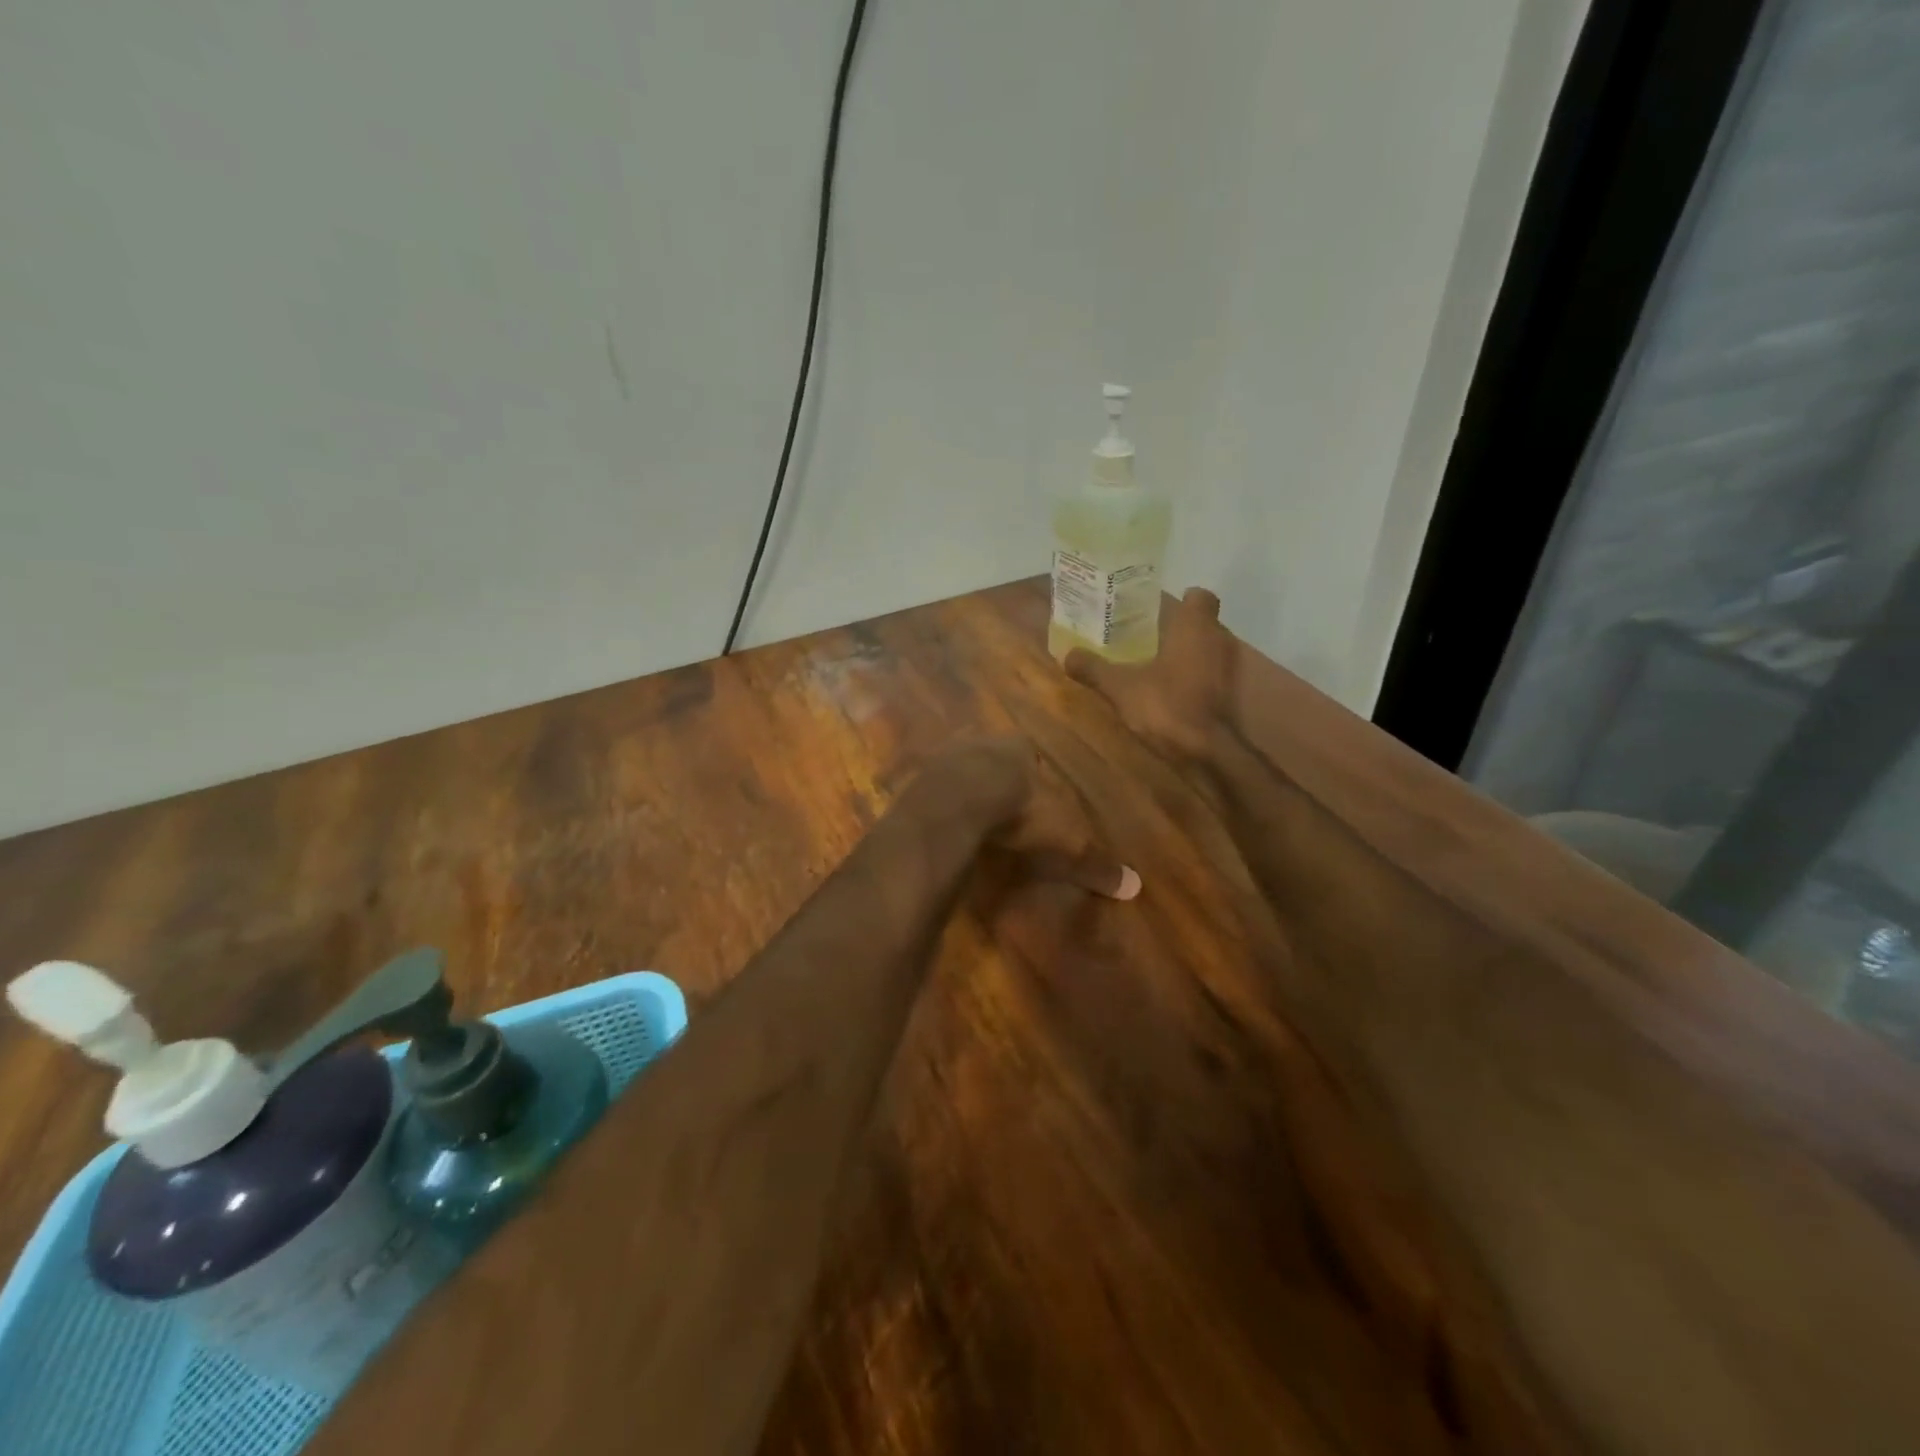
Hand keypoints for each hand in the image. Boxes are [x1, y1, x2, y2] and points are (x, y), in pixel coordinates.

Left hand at [932, 737, 1139, 900]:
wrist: (957, 804)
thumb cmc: (1020, 810)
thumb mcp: (1064, 838)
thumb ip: (1093, 860)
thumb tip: (1134, 886)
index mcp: (1018, 748)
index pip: (1030, 752)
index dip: (1034, 773)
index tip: (1036, 793)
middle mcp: (981, 743)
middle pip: (991, 756)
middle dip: (996, 775)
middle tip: (1002, 802)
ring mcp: (945, 757)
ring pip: (959, 767)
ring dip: (965, 785)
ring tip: (972, 813)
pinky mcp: (919, 777)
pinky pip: (933, 788)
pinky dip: (940, 802)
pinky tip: (944, 821)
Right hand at [1064, 587, 1233, 765]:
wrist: (1207, 752)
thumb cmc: (1166, 705)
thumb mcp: (1120, 686)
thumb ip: (1095, 669)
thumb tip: (1067, 655)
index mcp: (1195, 627)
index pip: (1201, 597)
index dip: (1183, 600)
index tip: (1158, 610)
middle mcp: (1217, 641)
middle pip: (1202, 624)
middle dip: (1177, 628)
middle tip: (1144, 636)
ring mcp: (1226, 670)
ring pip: (1205, 651)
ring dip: (1184, 654)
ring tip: (1149, 663)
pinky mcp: (1226, 696)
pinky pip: (1207, 675)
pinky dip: (1190, 678)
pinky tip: (1165, 689)